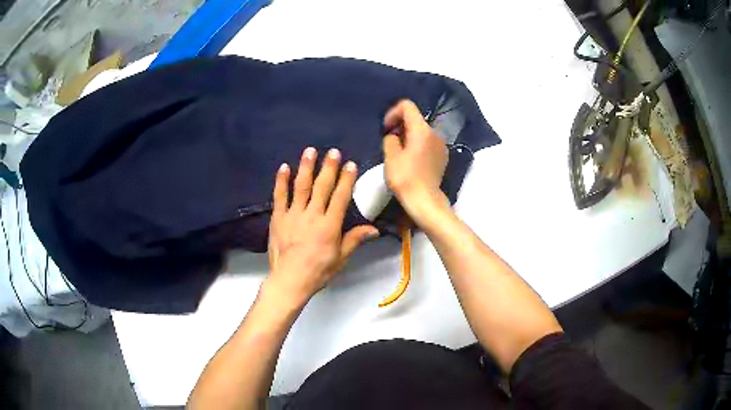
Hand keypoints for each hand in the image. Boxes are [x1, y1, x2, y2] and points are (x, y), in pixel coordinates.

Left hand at [266, 147, 378, 304]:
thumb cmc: (318, 271)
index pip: (340, 197)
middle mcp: (312, 215)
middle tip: (333, 152)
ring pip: (301, 186)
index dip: (347, 179)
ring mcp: (293, 214)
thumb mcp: (341, 258)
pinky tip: (284, 167)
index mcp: (330, 225)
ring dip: (306, 167)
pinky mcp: (278, 218)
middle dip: (329, 167)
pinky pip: (280, 196)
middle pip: (322, 187)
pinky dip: (281, 181)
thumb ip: (355, 240)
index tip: (351, 164)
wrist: (290, 280)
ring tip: (310, 151)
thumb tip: (374, 230)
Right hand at [383, 100, 448, 223]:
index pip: (407, 106)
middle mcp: (434, 133)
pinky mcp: (442, 157)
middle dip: (400, 125)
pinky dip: (417, 145)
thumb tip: (394, 136)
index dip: (393, 112)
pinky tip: (410, 160)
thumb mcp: (390, 156)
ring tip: (398, 152)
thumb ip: (390, 139)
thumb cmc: (405, 178)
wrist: (425, 201)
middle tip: (389, 140)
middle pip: (415, 118)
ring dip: (408, 136)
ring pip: (421, 131)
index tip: (386, 128)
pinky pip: (427, 143)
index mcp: (422, 130)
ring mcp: (440, 145)